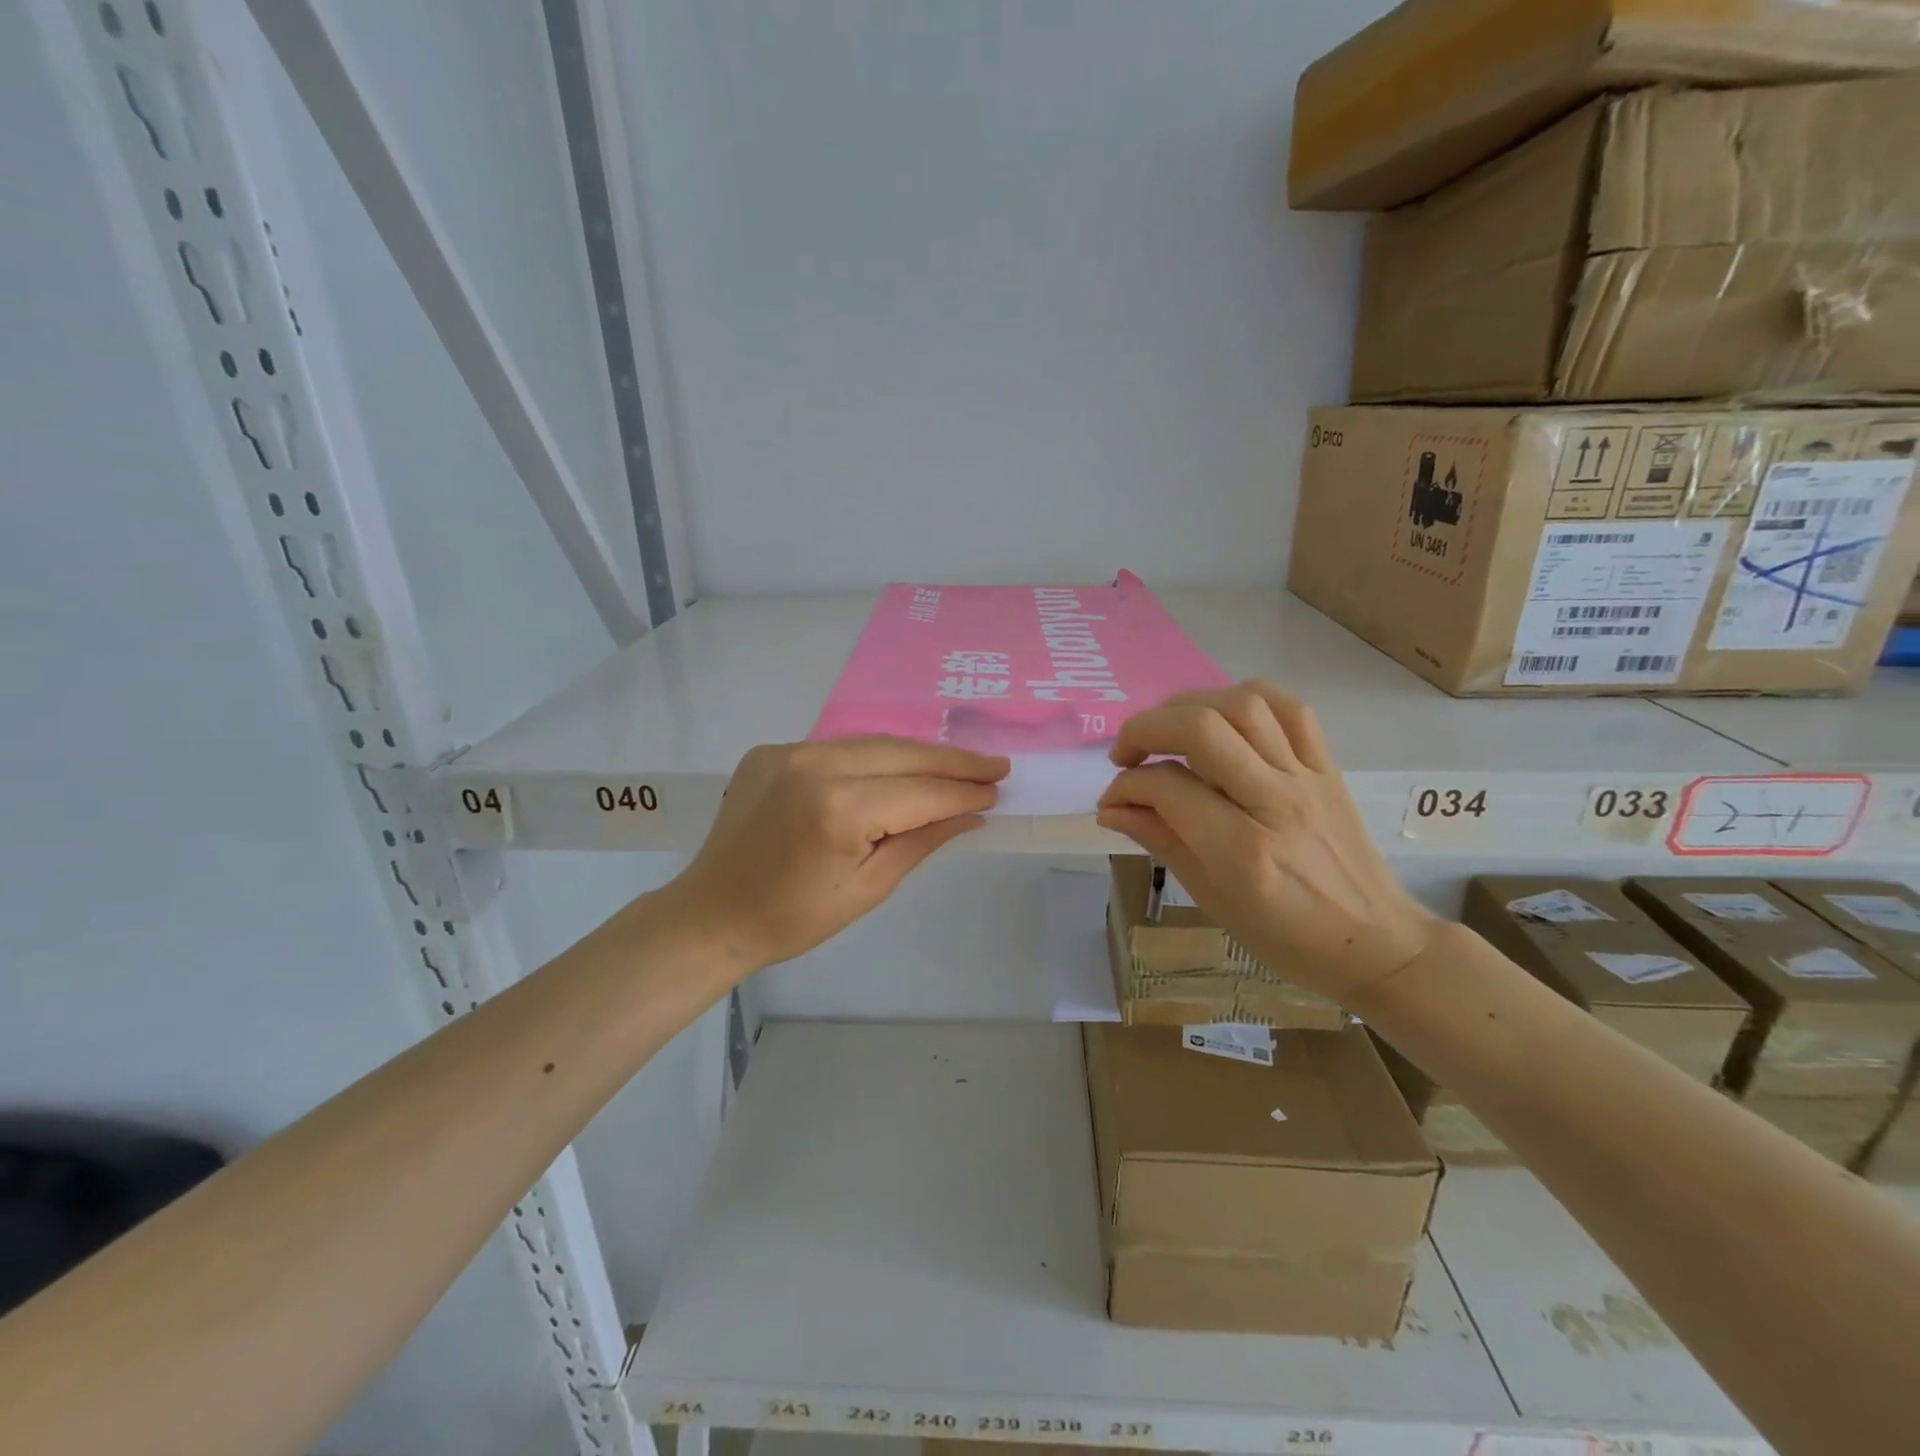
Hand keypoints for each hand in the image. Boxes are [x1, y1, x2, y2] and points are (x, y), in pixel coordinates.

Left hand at [655, 737, 1008, 975]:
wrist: (712, 913)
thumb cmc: (794, 918)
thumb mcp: (869, 888)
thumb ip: (922, 841)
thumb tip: (971, 812)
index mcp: (839, 808)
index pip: (920, 792)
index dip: (962, 790)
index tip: (998, 786)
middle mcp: (814, 764)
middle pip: (901, 753)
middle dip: (951, 760)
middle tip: (993, 765)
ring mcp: (789, 751)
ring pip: (872, 743)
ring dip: (916, 754)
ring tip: (956, 764)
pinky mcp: (771, 751)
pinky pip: (838, 748)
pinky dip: (873, 757)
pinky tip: (897, 769)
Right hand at [1097, 682, 1436, 1001]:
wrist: (1376, 942)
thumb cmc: (1286, 937)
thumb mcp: (1211, 899)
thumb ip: (1161, 841)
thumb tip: (1111, 808)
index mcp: (1241, 851)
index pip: (1167, 788)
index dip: (1125, 786)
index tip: (1113, 800)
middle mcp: (1275, 802)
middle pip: (1201, 728)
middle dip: (1146, 729)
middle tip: (1126, 754)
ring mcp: (1306, 778)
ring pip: (1243, 705)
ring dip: (1190, 706)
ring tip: (1169, 731)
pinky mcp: (1327, 766)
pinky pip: (1290, 707)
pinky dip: (1245, 698)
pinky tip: (1222, 716)